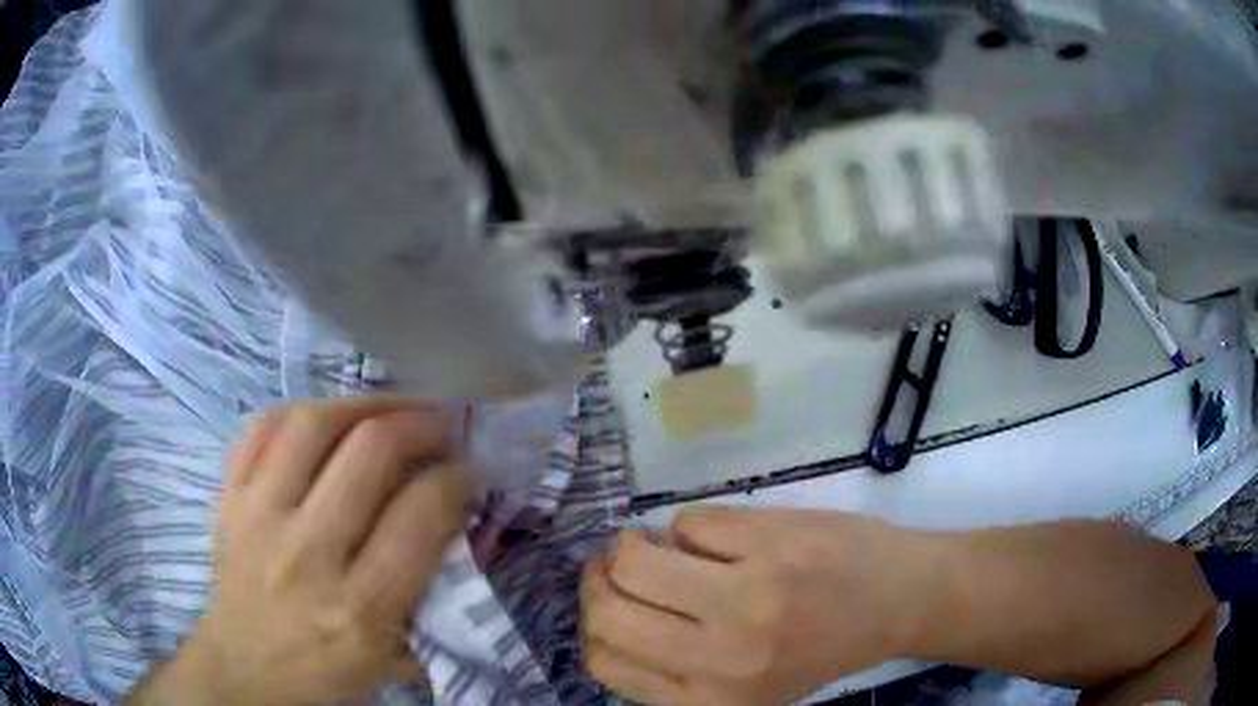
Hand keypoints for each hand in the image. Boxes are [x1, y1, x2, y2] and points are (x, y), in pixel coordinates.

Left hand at [129, 400, 470, 704]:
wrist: (243, 673)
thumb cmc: (324, 674)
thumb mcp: (391, 659)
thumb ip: (426, 596)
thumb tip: (453, 525)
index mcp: (359, 609)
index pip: (419, 516)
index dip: (454, 477)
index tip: (466, 469)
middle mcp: (306, 554)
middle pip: (369, 452)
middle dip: (419, 425)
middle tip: (440, 425)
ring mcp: (258, 518)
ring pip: (311, 425)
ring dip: (363, 403)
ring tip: (390, 408)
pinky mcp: (228, 499)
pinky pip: (260, 429)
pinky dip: (300, 412)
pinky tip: (327, 417)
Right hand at [581, 507, 934, 704]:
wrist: (898, 600)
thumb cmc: (820, 649)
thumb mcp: (744, 689)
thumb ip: (675, 672)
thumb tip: (610, 614)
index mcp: (710, 699)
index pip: (604, 662)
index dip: (593, 625)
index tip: (606, 600)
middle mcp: (722, 656)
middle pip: (607, 610)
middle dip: (599, 578)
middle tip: (617, 564)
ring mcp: (748, 595)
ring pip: (636, 556)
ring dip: (637, 543)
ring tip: (663, 544)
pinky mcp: (771, 542)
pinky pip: (689, 521)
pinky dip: (691, 525)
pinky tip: (720, 536)